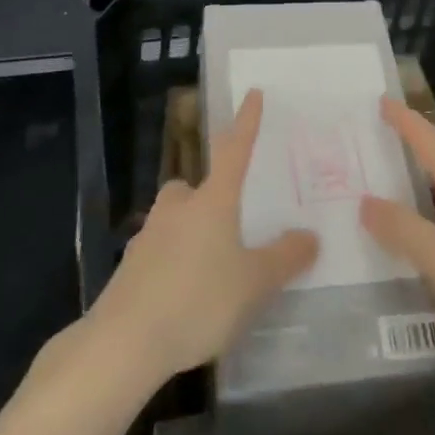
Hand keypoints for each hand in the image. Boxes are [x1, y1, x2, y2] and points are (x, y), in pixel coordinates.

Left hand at [88, 89, 317, 382]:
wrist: (124, 342)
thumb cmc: (198, 299)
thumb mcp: (253, 284)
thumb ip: (284, 258)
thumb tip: (310, 236)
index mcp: (213, 200)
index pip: (234, 149)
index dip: (246, 122)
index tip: (253, 93)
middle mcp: (179, 206)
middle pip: (194, 187)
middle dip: (208, 196)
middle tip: (226, 222)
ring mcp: (149, 235)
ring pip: (174, 220)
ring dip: (188, 233)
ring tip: (208, 270)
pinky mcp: (130, 268)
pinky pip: (158, 254)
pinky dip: (171, 266)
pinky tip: (182, 298)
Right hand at [361, 99, 434, 372]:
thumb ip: (401, 228)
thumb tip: (364, 200)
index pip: (430, 142)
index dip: (407, 121)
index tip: (383, 100)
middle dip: (412, 152)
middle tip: (379, 145)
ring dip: (420, 192)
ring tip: (390, 196)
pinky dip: (431, 228)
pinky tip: (421, 250)